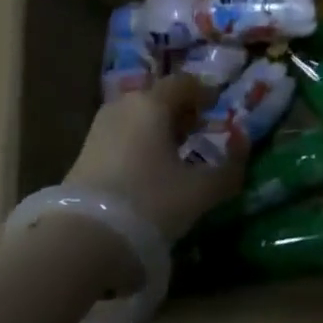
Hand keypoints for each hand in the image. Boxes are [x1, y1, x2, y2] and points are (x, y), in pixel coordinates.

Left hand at [62, 75, 244, 243]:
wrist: (79, 240)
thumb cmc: (148, 202)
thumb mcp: (200, 191)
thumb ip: (229, 167)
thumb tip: (243, 145)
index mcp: (153, 103)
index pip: (184, 83)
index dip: (204, 94)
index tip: (217, 111)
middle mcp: (124, 106)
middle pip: (158, 98)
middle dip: (180, 112)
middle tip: (198, 134)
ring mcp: (99, 128)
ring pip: (137, 117)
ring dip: (157, 129)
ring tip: (174, 156)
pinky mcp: (83, 153)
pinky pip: (121, 136)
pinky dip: (138, 144)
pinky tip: (147, 173)